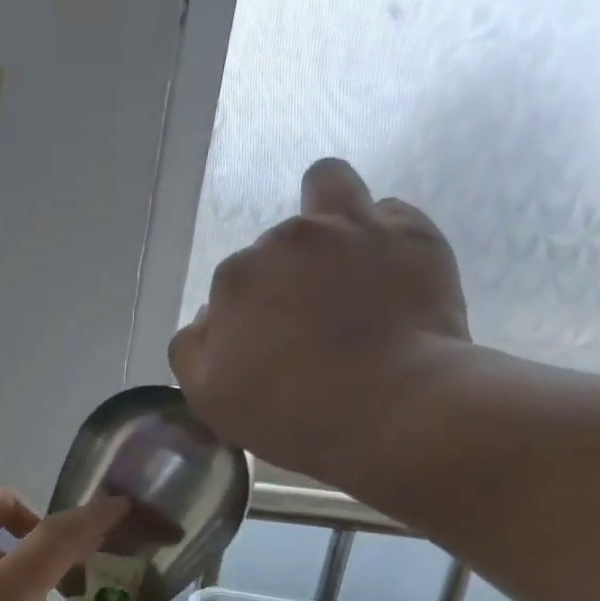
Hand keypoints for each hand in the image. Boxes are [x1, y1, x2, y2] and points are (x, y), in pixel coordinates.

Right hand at [168, 158, 473, 487]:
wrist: (394, 410)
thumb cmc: (292, 414)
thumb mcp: (208, 399)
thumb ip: (189, 349)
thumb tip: (208, 316)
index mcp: (235, 279)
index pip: (231, 287)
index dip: (247, 318)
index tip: (268, 349)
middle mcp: (286, 240)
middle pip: (276, 247)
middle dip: (287, 278)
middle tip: (311, 325)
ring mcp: (350, 228)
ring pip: (328, 186)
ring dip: (326, 213)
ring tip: (341, 254)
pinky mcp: (410, 233)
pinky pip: (389, 213)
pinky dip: (382, 238)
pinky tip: (387, 273)